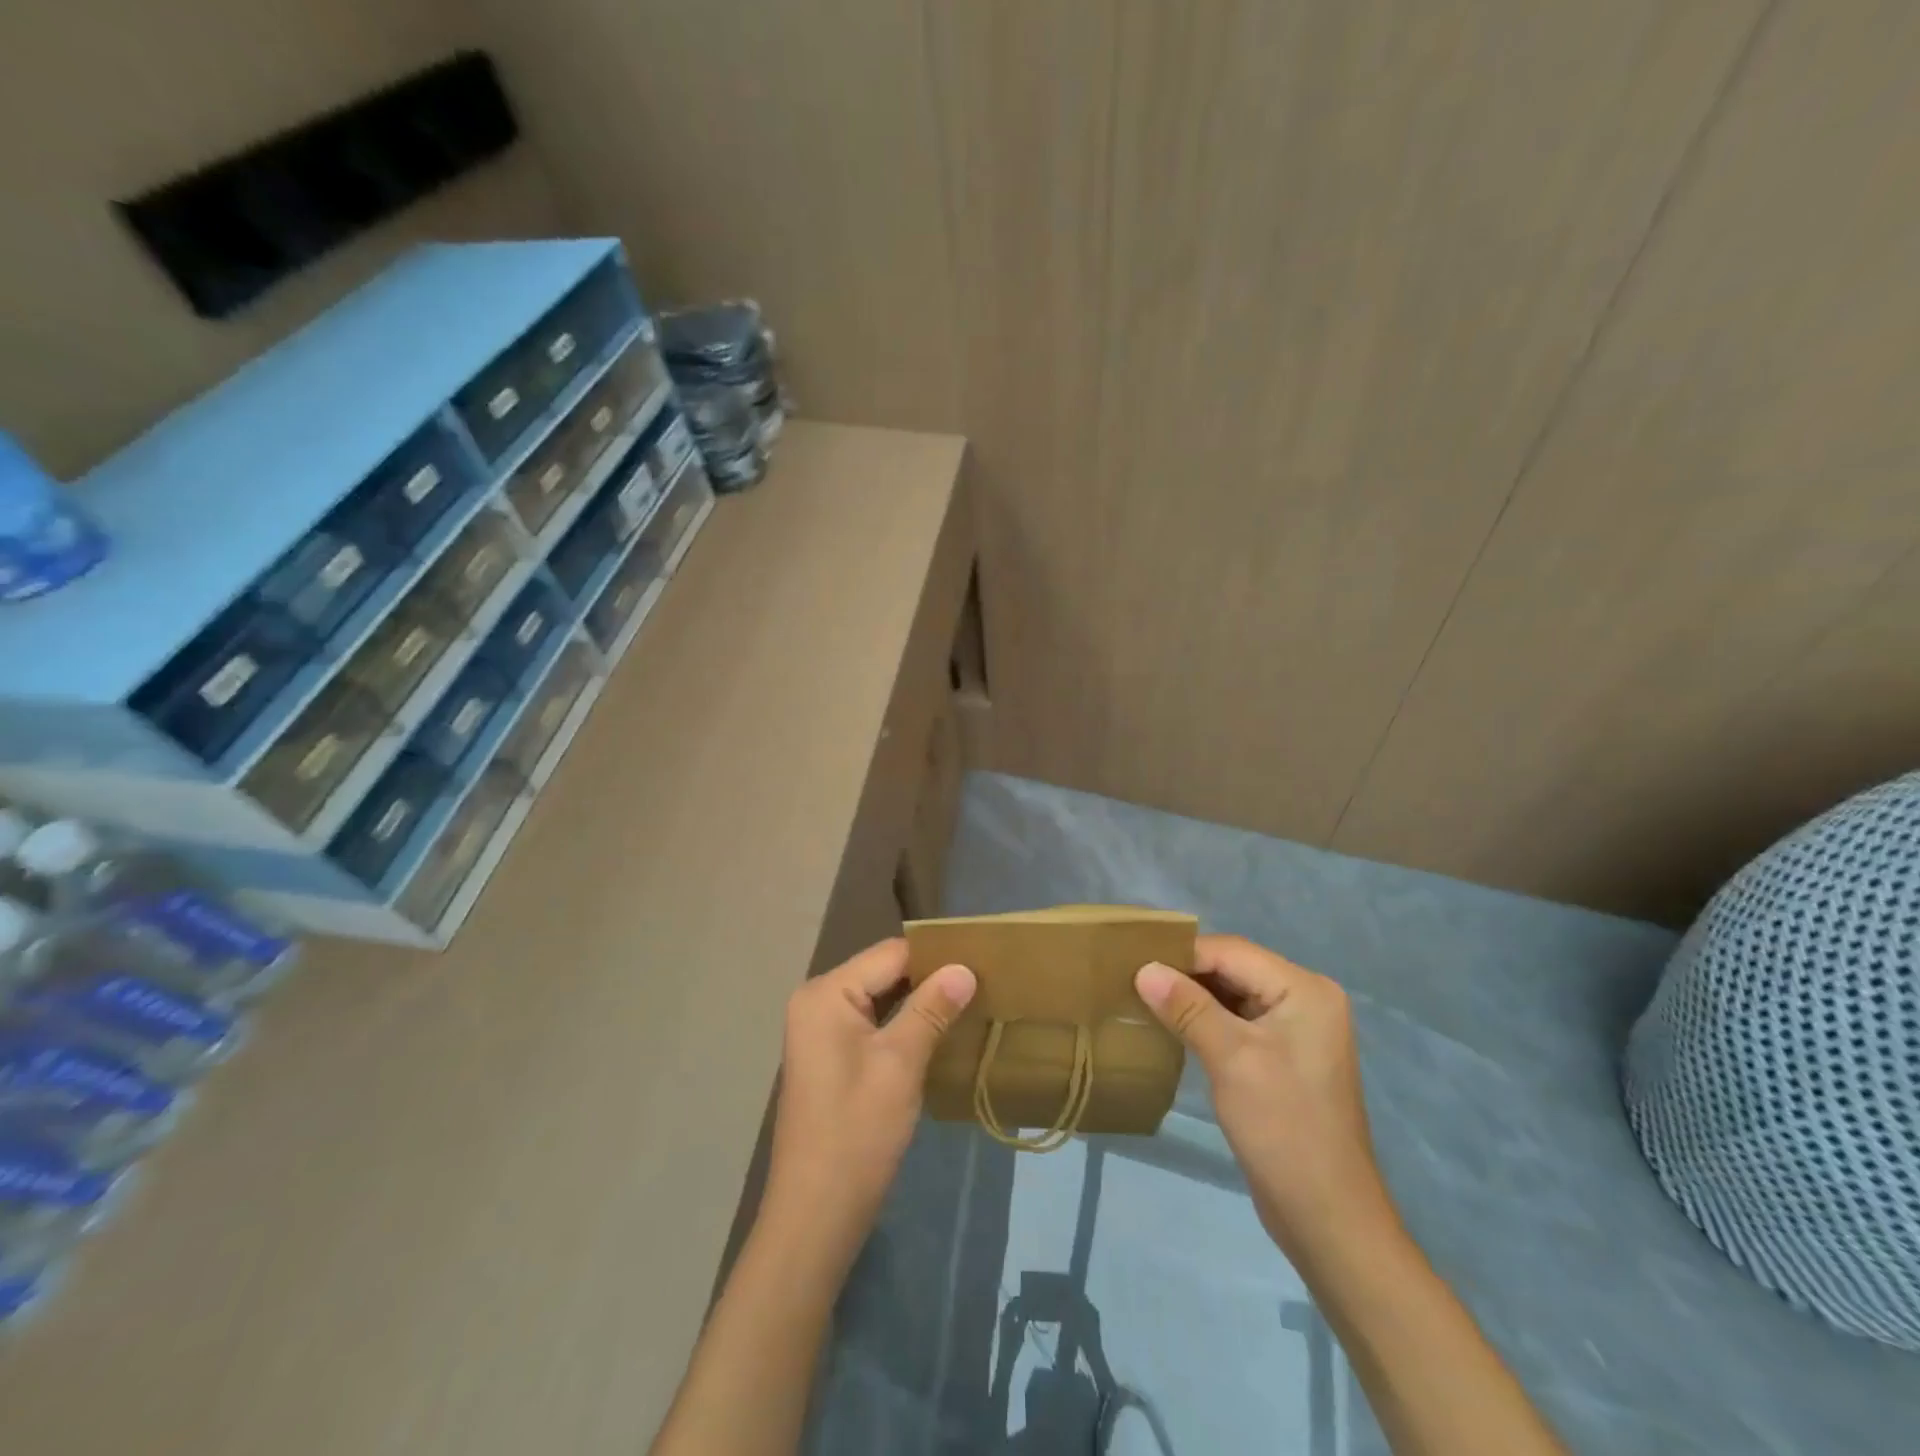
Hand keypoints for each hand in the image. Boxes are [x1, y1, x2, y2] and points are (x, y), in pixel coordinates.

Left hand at [762, 939, 975, 1260]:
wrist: (816, 1216)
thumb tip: (965, 968)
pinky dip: (904, 1025)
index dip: (937, 956)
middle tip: (983, 983)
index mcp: (826, 993)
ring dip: (920, 1003)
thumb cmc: (856, 1133)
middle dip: (930, 978)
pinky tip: (940, 1033)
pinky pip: (872, 1024)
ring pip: (881, 999)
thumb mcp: (900, 1064)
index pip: (891, 954)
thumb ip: (931, 1009)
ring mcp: (821, 1031)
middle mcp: (818, 1001)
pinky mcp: (831, 1057)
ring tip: (971, 1002)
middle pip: (884, 973)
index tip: (983, 961)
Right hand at [1135, 934, 1396, 1264]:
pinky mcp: (1282, 1056)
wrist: (1326, 1217)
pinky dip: (1205, 1021)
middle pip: (1232, 969)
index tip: (1133, 964)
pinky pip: (1237, 1022)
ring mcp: (1295, 1029)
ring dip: (1191, 998)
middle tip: (1132, 980)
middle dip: (1184, 975)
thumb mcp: (1231, 1059)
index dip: (1182, 955)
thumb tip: (1143, 969)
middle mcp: (1305, 999)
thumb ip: (1187, 1008)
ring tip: (1142, 1000)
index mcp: (1304, 989)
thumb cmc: (1283, 1128)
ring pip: (1231, 995)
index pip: (1231, 952)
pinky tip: (1171, 1028)